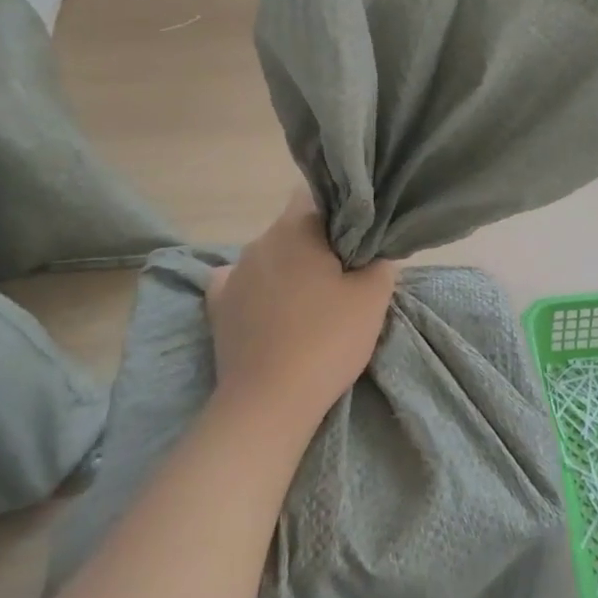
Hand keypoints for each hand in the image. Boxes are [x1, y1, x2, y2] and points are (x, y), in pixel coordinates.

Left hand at [206, 191, 398, 429]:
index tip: (357, 238)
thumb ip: (380, 260)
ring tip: (308, 303)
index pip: (319, 196)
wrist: (269, 402)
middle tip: (341, 276)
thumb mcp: (373, 297)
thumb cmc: (327, 340)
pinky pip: (240, 283)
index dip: (341, 212)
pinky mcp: (217, 304)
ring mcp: (234, 272)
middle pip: (295, 227)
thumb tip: (373, 248)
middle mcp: (261, 239)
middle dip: (317, 244)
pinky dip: (256, 290)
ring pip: (270, 255)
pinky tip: (268, 310)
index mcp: (298, 227)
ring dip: (288, 268)